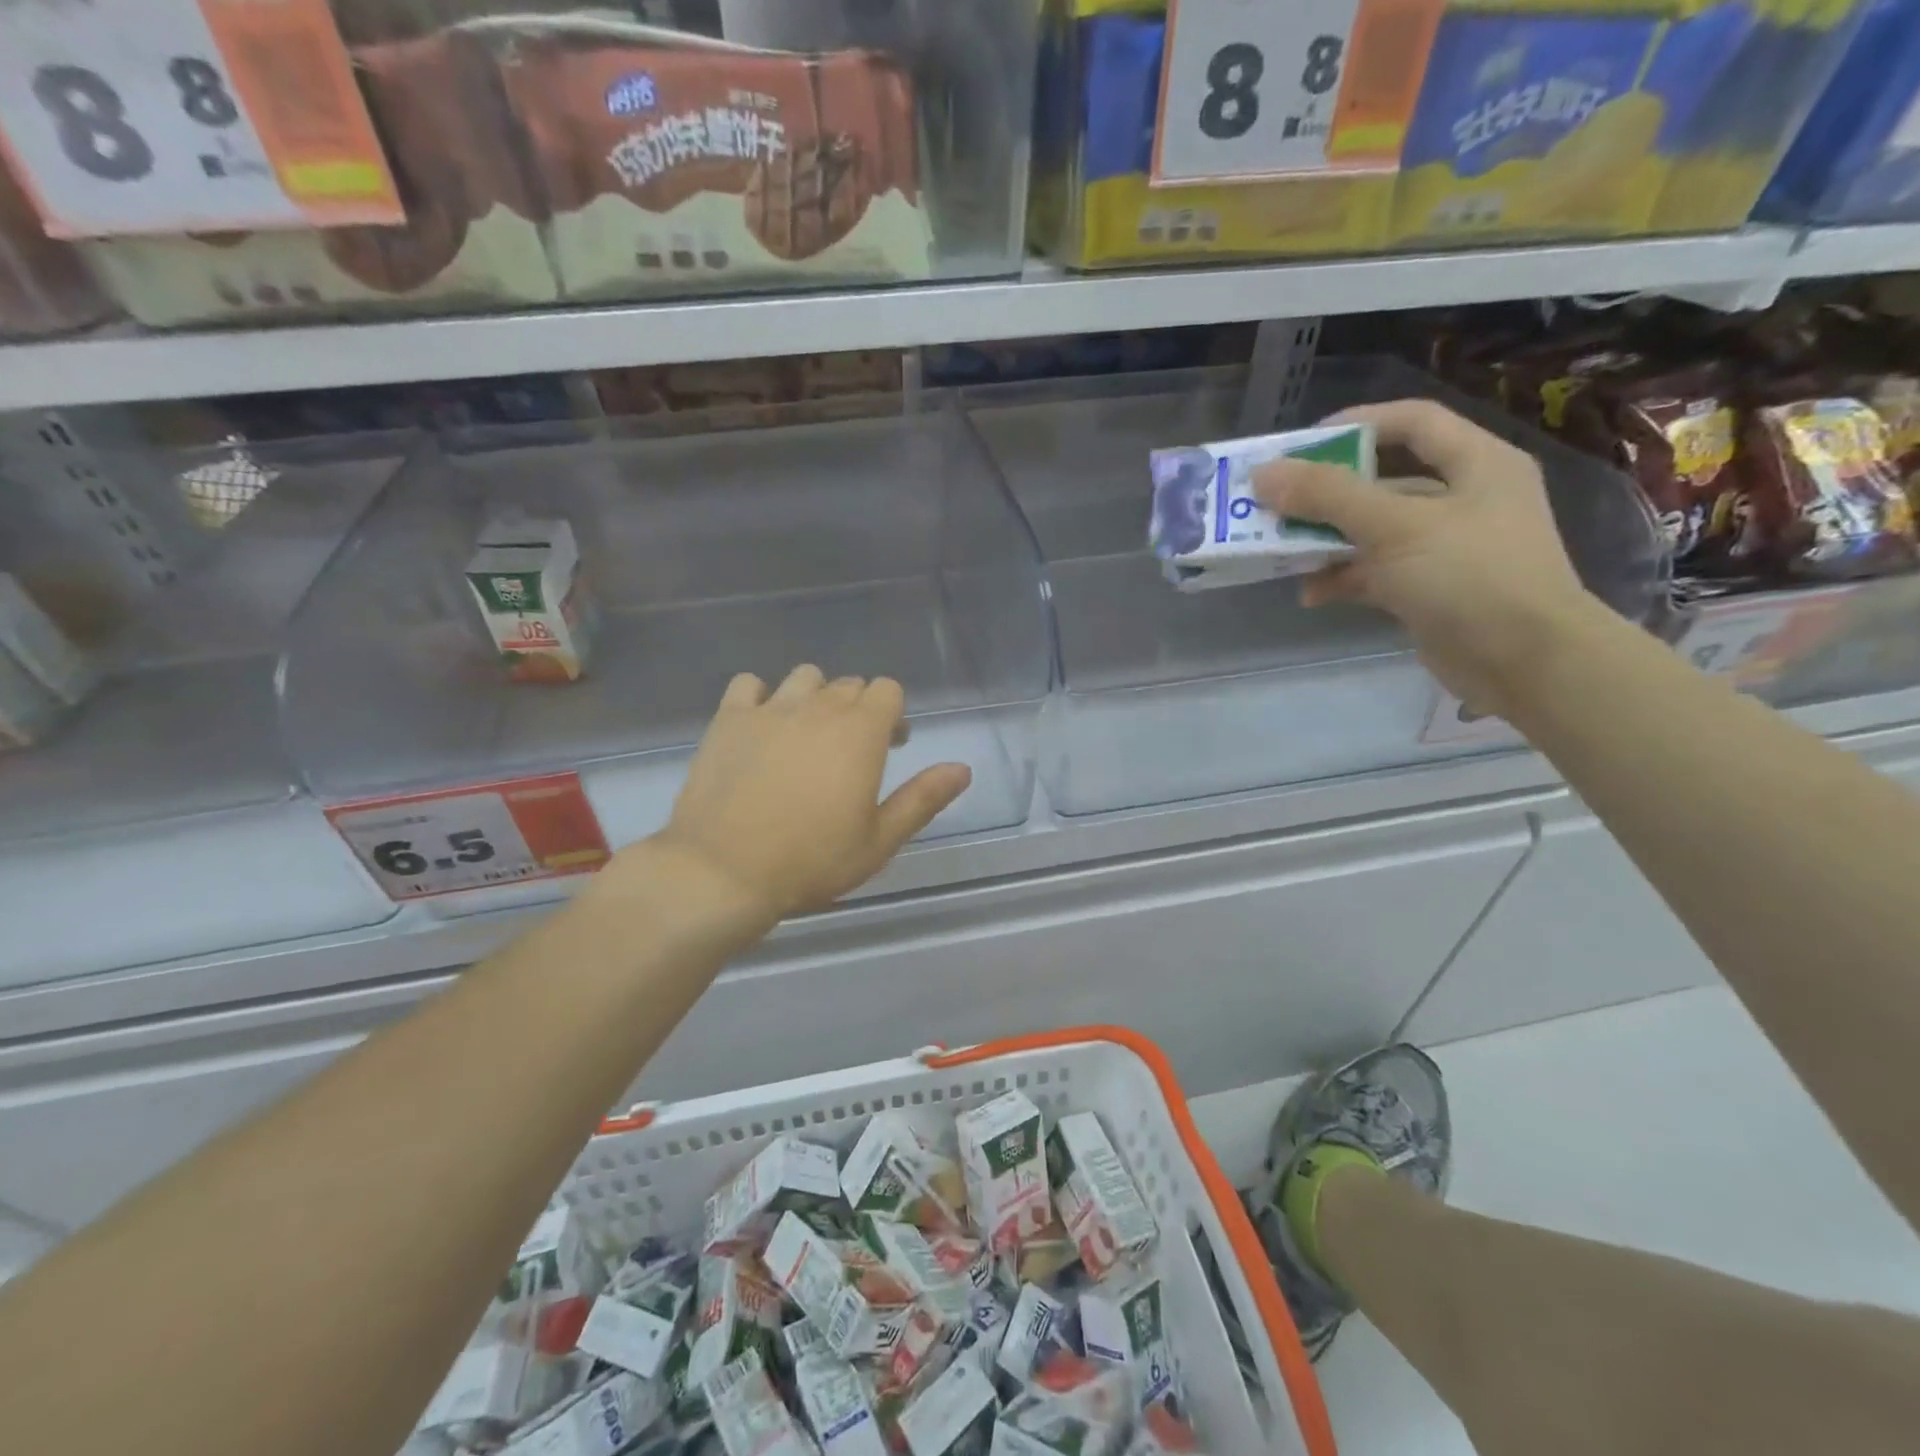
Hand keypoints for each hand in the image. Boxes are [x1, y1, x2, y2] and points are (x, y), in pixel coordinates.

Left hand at [649, 665, 970, 923]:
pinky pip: (750, 684)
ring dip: (814, 697)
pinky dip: (761, 697)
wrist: (723, 871)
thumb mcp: (879, 841)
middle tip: (851, 753)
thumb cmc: (811, 862)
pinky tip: (762, 727)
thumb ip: (922, 799)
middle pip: (849, 684)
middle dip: (858, 709)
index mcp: (860, 732)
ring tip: (807, 735)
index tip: (889, 746)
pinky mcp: (728, 719)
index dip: (893, 714)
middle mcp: (818, 708)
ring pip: (804, 677)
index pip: (888, 689)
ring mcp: (769, 709)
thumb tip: (962, 768)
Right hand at [1254, 399, 1598, 717]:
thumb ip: (1329, 497)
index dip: (1357, 423)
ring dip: (1327, 539)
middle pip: (1384, 479)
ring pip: (1374, 529)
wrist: (1525, 662)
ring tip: (1282, 551)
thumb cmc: (1470, 576)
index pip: (1413, 421)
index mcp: (1477, 463)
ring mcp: (1447, 547)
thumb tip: (1264, 474)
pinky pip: (1376, 572)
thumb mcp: (1396, 527)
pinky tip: (1311, 594)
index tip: (1300, 445)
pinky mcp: (1430, 589)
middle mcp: (1464, 498)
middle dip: (1327, 492)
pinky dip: (1343, 578)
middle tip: (1277, 502)